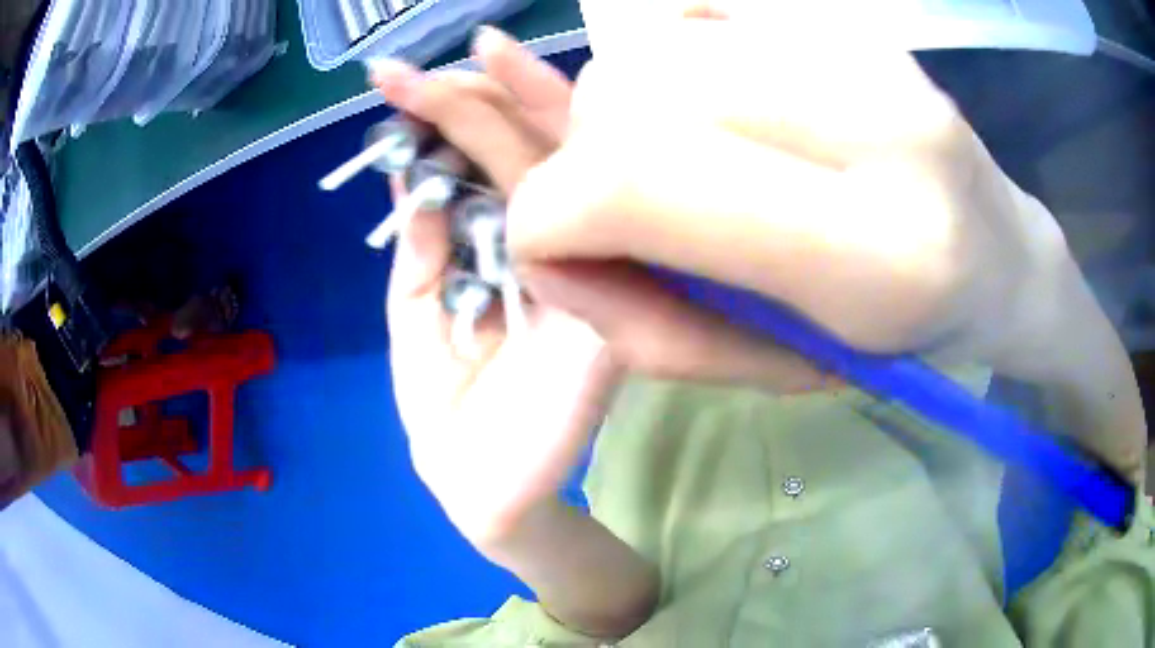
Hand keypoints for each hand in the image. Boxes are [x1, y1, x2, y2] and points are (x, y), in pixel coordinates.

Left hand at [373, 34, 618, 547]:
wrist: (482, 489)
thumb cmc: (447, 405)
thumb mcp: (416, 312)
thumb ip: (422, 244)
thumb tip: (409, 169)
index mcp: (512, 244)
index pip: (494, 159)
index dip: (450, 115)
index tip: (394, 81)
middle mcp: (561, 243)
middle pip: (531, 149)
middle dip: (472, 100)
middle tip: (408, 70)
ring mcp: (594, 274)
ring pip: (564, 175)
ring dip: (503, 118)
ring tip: (438, 79)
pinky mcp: (613, 319)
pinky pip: (588, 242)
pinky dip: (550, 184)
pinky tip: (496, 127)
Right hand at [508, 8, 1072, 379]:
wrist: (1001, 257)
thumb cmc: (905, 339)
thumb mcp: (779, 369)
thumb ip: (652, 325)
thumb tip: (548, 257)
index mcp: (875, 246)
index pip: (641, 179)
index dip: (552, 214)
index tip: (545, 249)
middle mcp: (872, 115)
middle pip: (630, 95)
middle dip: (586, 164)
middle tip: (628, 218)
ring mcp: (858, 48)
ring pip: (650, 53)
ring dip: (624, 120)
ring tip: (684, 168)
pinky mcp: (842, 22)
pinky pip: (693, 29)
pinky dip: (668, 81)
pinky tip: (724, 120)